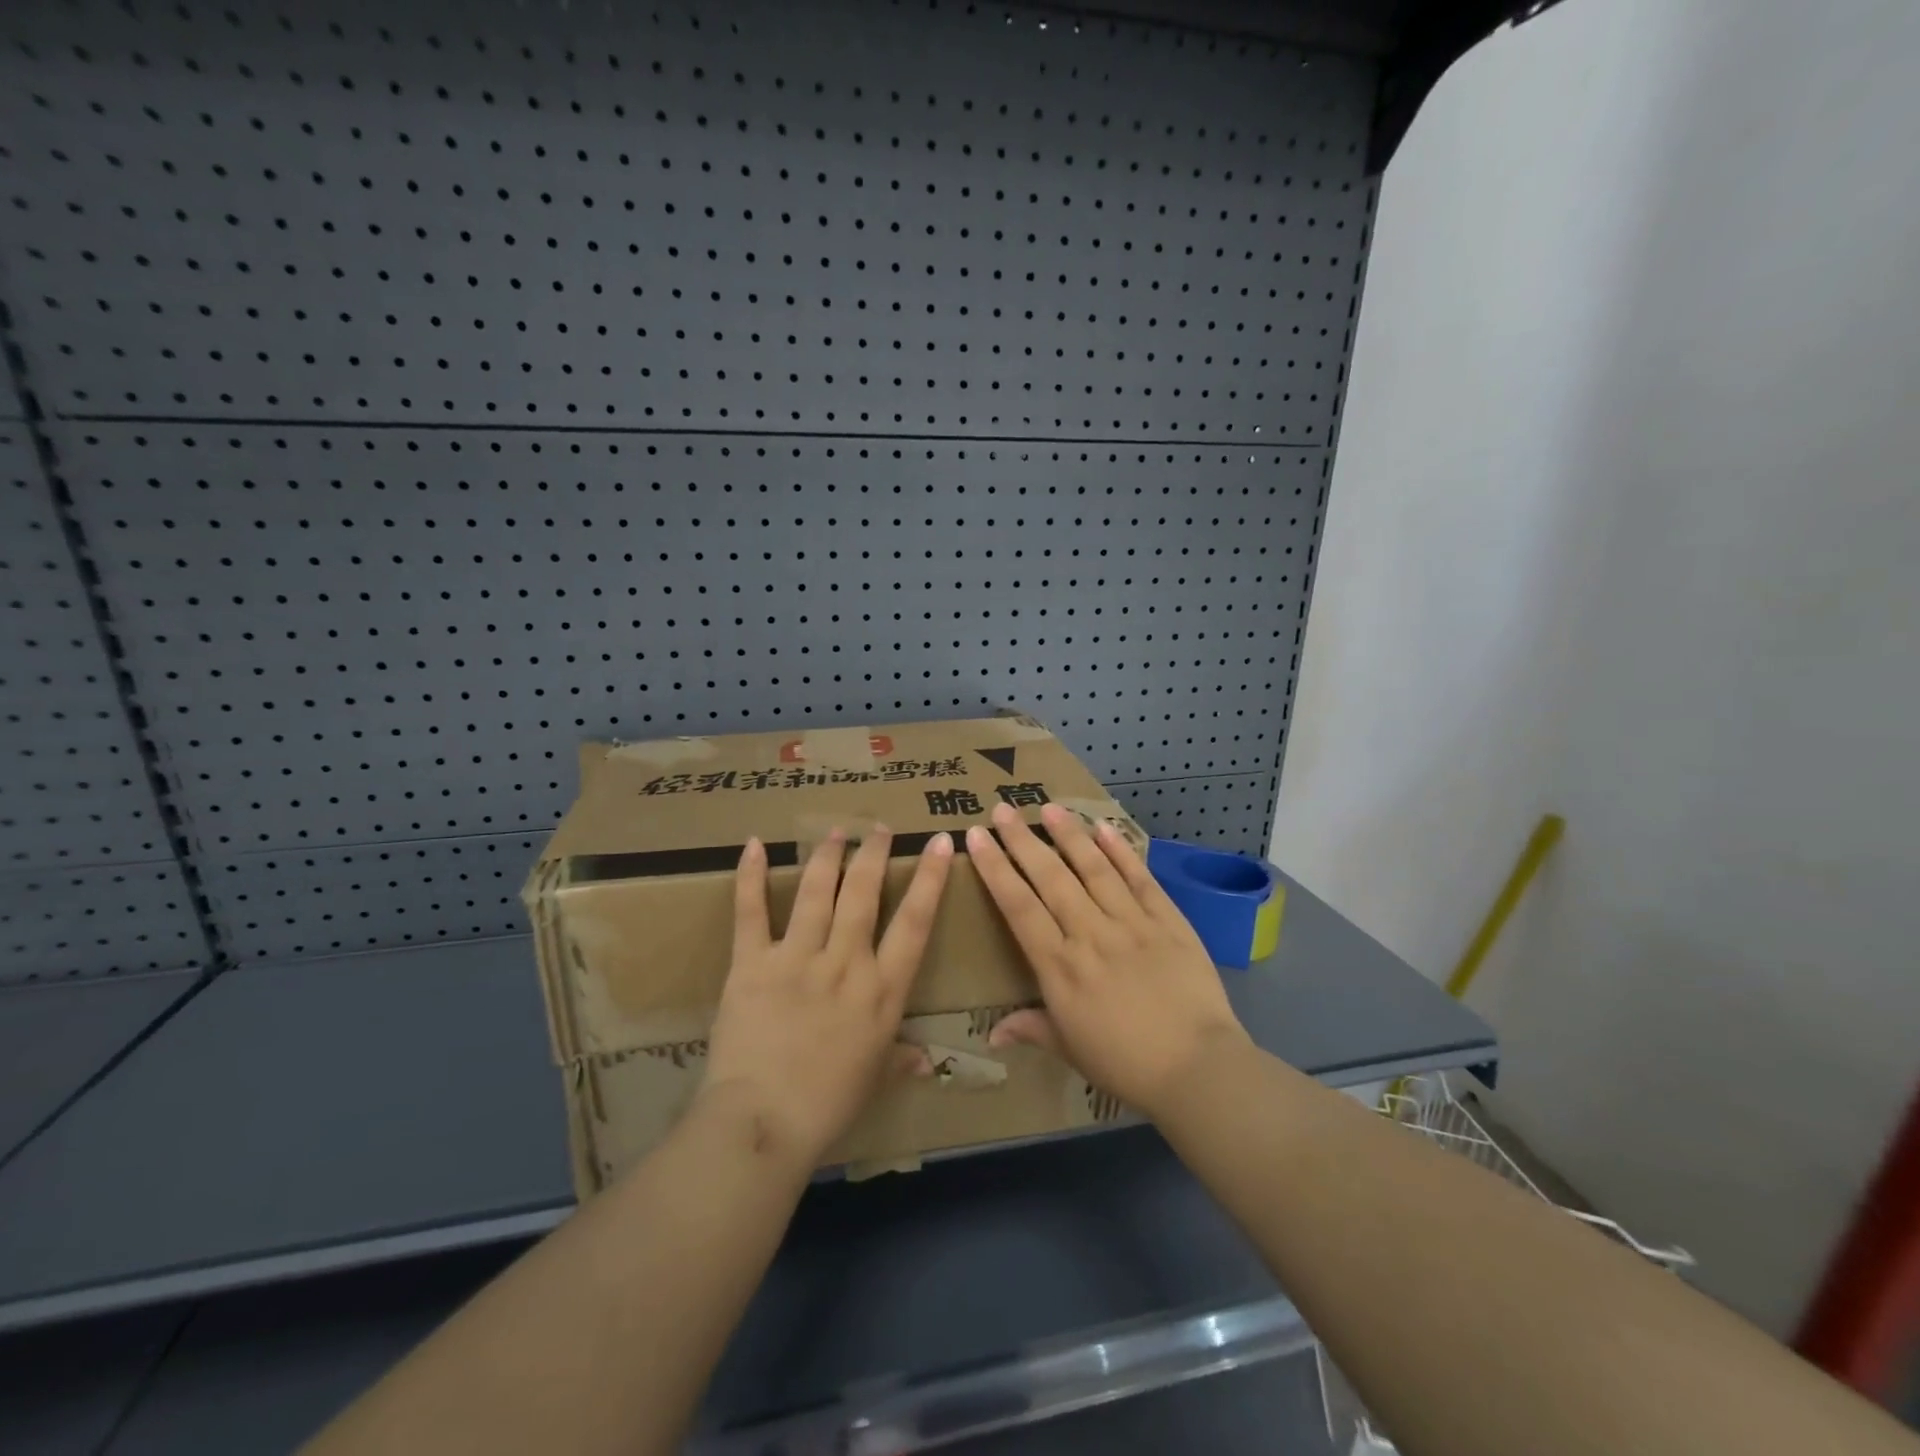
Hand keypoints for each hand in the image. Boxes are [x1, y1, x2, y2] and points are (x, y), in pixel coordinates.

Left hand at [703, 827, 954, 1167]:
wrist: (763, 1123)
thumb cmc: (828, 1105)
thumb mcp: (875, 1078)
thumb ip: (902, 1059)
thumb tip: (929, 1062)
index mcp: (882, 990)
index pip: (914, 922)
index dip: (928, 878)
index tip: (936, 841)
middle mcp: (845, 963)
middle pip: (863, 894)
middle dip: (873, 854)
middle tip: (877, 827)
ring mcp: (797, 958)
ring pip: (816, 892)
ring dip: (827, 856)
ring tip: (835, 831)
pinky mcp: (752, 964)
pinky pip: (751, 912)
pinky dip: (751, 877)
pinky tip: (754, 845)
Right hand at [967, 802, 1250, 1120]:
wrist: (1198, 1068)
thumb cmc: (1125, 1063)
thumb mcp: (1070, 1049)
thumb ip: (1031, 1029)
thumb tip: (991, 1034)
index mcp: (1060, 966)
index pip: (1018, 906)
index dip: (995, 868)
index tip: (978, 837)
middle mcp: (1090, 934)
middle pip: (1051, 878)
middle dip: (1022, 840)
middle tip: (1002, 809)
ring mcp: (1131, 923)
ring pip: (1093, 868)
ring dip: (1069, 835)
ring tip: (1049, 806)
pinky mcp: (1167, 920)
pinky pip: (1139, 878)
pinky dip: (1121, 851)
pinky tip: (1104, 828)